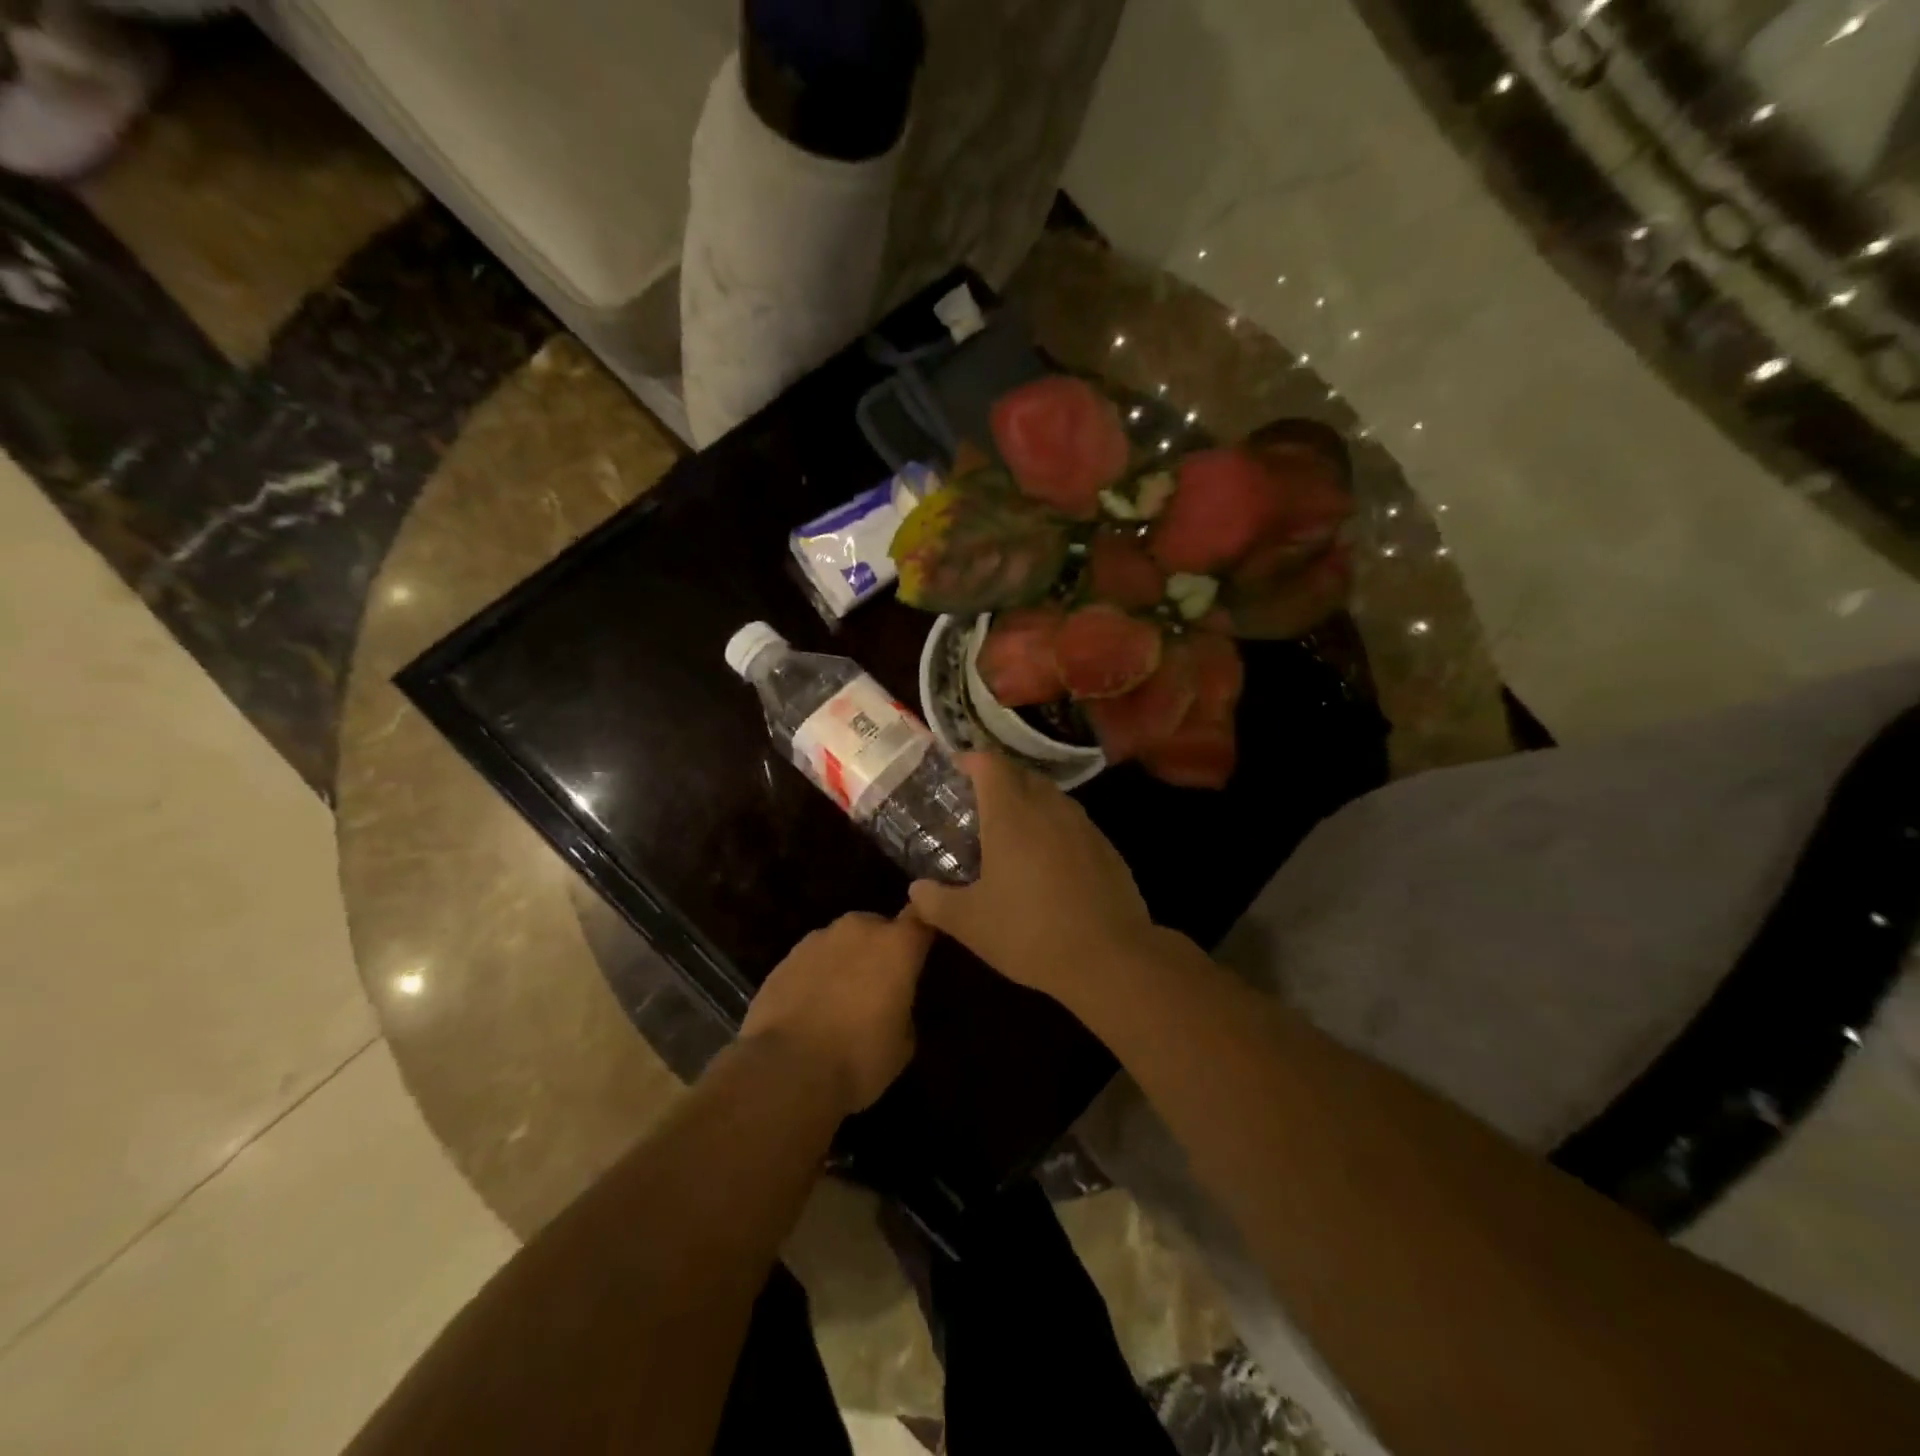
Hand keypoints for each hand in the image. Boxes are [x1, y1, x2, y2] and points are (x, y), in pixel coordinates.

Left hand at [740, 910, 932, 1113]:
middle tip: (879, 984)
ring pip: (841, 942)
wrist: (786, 1070)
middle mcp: (858, 929)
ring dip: (845, 960)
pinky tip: (809, 1008)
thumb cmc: (858, 1057)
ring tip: (840, 999)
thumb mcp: (903, 1044)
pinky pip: (811, 961)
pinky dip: (815, 976)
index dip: (923, 931)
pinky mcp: (784, 959)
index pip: (921, 919)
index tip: (924, 948)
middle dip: (880, 948)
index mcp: (896, 944)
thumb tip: (893, 1005)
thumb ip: (904, 1009)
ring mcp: (817, 940)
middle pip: (877, 927)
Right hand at [908, 753, 1152, 1006]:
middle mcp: (1049, 808)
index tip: (955, 769)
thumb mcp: (969, 923)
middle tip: (977, 804)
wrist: (1110, 958)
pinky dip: (1054, 828)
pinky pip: (1073, 823)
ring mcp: (1083, 825)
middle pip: (1022, 773)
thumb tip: (916, 890)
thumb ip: (935, 901)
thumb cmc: (1029, 932)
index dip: (970, 760)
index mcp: (1012, 814)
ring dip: (1029, 802)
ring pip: (1051, 797)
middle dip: (999, 780)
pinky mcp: (1107, 847)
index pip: (990, 764)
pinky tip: (1048, 862)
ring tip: (1011, 831)